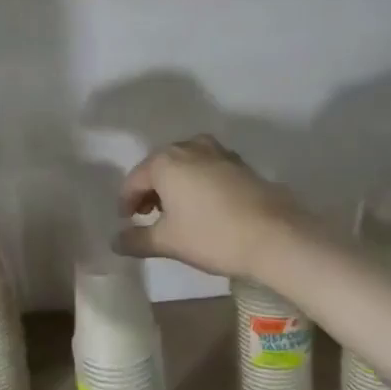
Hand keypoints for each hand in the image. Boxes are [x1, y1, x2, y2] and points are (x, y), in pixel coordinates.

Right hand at [113, 135, 314, 278]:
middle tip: (147, 216)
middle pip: (159, 167)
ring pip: (185, 164)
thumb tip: (114, 241)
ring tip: (175, 210)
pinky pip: (207, 167)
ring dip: (174, 184)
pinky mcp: (240, 164)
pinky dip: (197, 182)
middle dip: (150, 190)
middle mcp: (189, 147)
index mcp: (165, 161)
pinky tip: (203, 205)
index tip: (126, 222)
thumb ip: (137, 239)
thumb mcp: (168, 242)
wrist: (276, 236)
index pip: (134, 180)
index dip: (126, 202)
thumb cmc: (212, 235)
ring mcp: (218, 152)